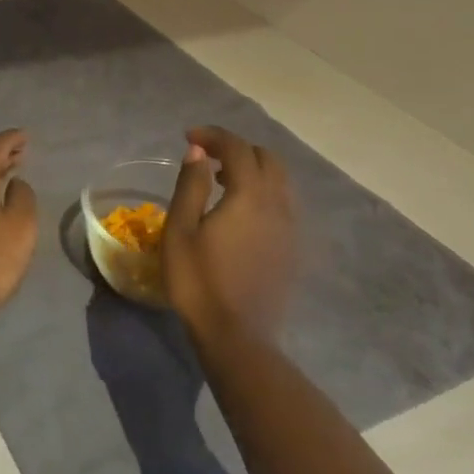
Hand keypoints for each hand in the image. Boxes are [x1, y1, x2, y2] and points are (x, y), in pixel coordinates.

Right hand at [163, 126, 296, 341]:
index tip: (188, 137)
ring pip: (279, 181)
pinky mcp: (292, 249)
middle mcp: (277, 205)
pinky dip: (263, 192)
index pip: (237, 148)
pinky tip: (240, 212)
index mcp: (249, 195)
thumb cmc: (199, 281)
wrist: (238, 337)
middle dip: (237, 149)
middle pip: (266, 159)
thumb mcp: (181, 230)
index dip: (213, 136)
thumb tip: (198, 151)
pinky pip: (282, 204)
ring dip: (252, 170)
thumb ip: (191, 185)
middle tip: (207, 158)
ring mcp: (290, 228)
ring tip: (222, 182)